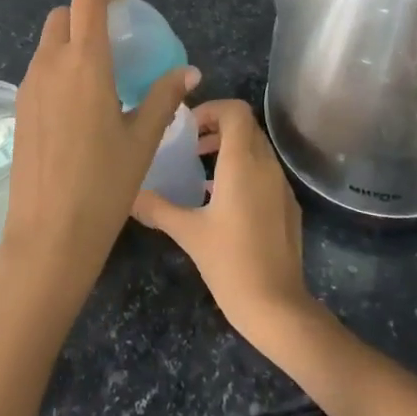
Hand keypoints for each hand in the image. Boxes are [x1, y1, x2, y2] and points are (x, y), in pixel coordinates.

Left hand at [0, 0, 193, 303]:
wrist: (49, 233)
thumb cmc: (104, 184)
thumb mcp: (143, 139)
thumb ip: (164, 97)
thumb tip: (189, 72)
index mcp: (84, 63)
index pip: (87, 0)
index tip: (126, 1)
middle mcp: (50, 65)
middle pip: (62, 16)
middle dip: (86, 13)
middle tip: (115, 35)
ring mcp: (29, 87)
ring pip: (48, 43)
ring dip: (71, 41)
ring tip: (101, 71)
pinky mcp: (19, 108)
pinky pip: (39, 70)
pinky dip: (59, 67)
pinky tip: (80, 101)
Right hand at [132, 99, 318, 349]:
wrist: (277, 306)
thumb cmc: (230, 263)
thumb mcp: (188, 233)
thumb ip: (157, 208)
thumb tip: (127, 194)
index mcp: (243, 163)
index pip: (235, 111)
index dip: (211, 109)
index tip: (187, 127)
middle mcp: (266, 166)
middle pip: (246, 127)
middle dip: (217, 127)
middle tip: (189, 144)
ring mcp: (281, 186)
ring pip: (257, 149)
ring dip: (230, 149)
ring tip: (200, 170)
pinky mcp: (288, 206)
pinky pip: (265, 173)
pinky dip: (244, 171)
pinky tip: (222, 201)